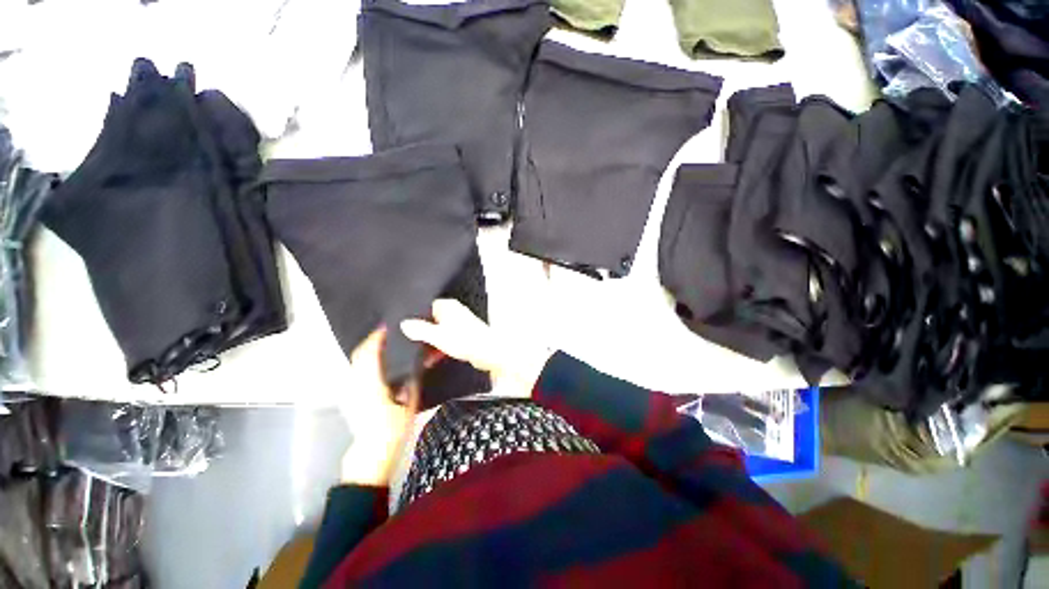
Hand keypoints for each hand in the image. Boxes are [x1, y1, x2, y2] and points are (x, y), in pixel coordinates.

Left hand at [340, 328, 419, 486]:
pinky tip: (379, 363)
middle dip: (371, 340)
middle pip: (359, 354)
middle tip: (387, 332)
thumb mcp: (409, 404)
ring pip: (356, 362)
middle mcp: (357, 384)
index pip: (369, 354)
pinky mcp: (352, 397)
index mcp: (371, 384)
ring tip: (385, 344)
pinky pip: (357, 371)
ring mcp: (352, 391)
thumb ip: (412, 382)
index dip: (376, 338)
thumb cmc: (391, 430)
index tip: (387, 326)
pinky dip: (366, 361)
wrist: (371, 454)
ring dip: (368, 350)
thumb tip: (418, 363)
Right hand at [400, 299, 551, 396]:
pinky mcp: (464, 336)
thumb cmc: (467, 341)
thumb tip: (404, 324)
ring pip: (438, 332)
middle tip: (410, 346)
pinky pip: (447, 340)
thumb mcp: (438, 336)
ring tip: (419, 356)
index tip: (404, 331)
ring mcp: (459, 324)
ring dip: (429, 343)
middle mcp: (454, 313)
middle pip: (431, 321)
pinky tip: (431, 360)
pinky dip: (439, 348)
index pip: (425, 307)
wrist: (490, 353)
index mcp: (447, 307)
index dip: (414, 319)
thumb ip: (420, 330)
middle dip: (421, 334)